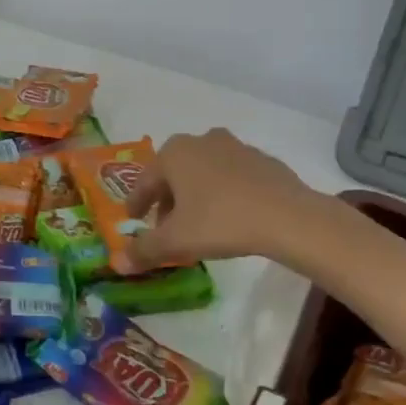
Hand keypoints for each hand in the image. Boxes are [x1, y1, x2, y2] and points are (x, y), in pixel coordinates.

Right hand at [121, 128, 321, 266]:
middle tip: (166, 226)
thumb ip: (144, 250)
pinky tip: (230, 215)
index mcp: (174, 153)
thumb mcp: (176, 241)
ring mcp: (234, 147)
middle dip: (167, 199)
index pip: (144, 181)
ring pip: (203, 172)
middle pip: (174, 173)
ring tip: (198, 222)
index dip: (136, 204)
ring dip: (195, 194)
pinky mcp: (262, 159)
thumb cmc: (221, 221)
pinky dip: (223, 192)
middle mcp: (200, 141)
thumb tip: (118, 263)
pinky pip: (231, 176)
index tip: (134, 221)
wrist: (288, 216)